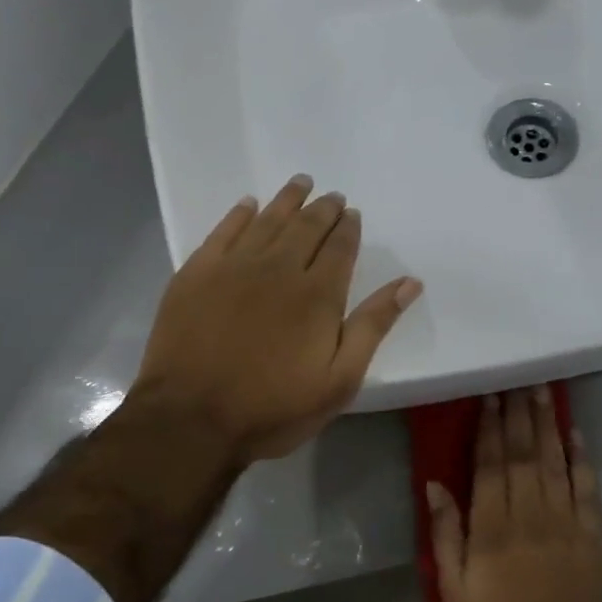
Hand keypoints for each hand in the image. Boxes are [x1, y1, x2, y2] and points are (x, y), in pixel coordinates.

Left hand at [133, 175, 422, 463]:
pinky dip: (240, 213)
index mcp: (317, 294)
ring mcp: (233, 266)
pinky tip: (249, 205)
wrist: (192, 418)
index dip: (348, 228)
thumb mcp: (338, 381)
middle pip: (306, 227)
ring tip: (301, 184)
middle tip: (331, 196)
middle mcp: (278, 268)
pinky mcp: (196, 273)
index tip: (352, 214)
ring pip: (267, 220)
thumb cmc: (272, 408)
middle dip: (323, 209)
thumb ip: (373, 327)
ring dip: (287, 200)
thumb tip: (409, 283)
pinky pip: (223, 230)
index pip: (339, 248)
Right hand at [428, 388, 601, 601]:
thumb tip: (435, 485)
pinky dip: (583, 459)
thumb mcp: (454, 589)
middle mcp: (530, 515)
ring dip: (549, 425)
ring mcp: (565, 524)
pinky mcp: (591, 537)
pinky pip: (588, 490)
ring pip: (555, 463)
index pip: (490, 464)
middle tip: (519, 380)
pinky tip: (576, 434)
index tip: (490, 396)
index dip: (490, 427)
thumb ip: (446, 534)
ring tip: (544, 391)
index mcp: (492, 527)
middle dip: (520, 415)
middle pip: (524, 454)